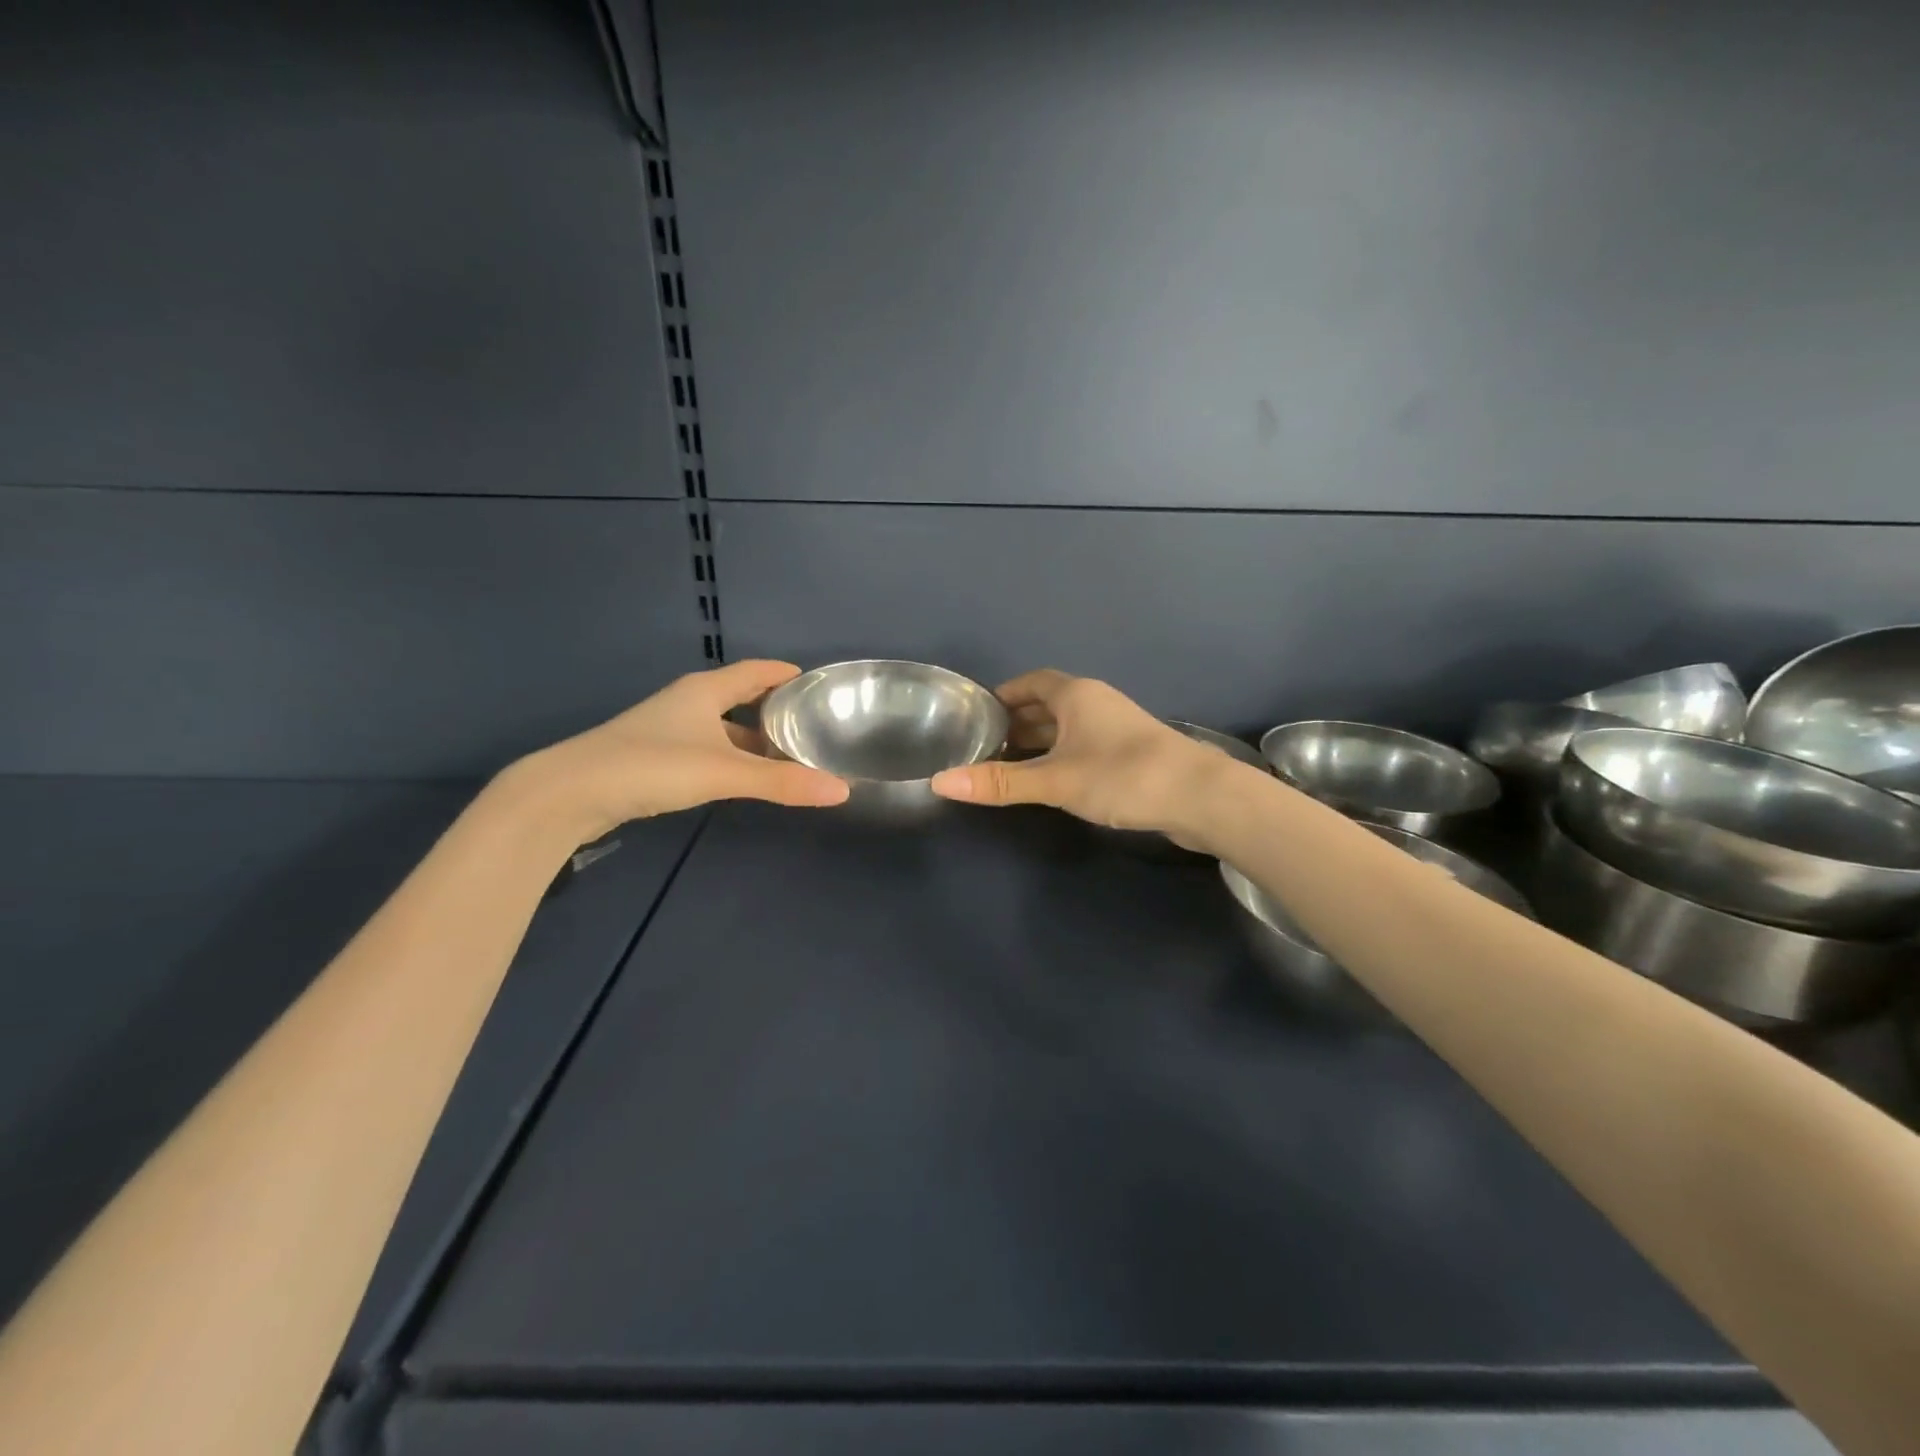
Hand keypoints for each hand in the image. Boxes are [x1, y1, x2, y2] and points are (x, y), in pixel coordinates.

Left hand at [510, 660, 849, 841]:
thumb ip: (782, 782)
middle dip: (772, 709)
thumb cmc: (652, 766)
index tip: (814, 682)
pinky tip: (740, 777)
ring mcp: (666, 730)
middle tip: (808, 724)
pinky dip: (729, 757)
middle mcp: (686, 703)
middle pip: (738, 697)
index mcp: (703, 691)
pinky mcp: (653, 757)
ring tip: (784, 755)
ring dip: (750, 738)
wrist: (570, 792)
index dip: (784, 674)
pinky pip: (705, 748)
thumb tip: (841, 790)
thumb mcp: (724, 772)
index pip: (754, 671)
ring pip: (720, 727)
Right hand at [929, 669, 1240, 844]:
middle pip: (1048, 704)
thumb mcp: (1055, 780)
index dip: (1004, 695)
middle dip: (1017, 722)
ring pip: (1068, 728)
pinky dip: (1062, 756)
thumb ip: (1000, 782)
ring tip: (1010, 764)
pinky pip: (1084, 746)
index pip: (1031, 682)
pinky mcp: (1132, 754)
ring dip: (1041, 741)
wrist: (1200, 797)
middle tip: (985, 745)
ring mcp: (1117, 728)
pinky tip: (1053, 780)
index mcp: (1077, 695)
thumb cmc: (1122, 775)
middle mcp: (1097, 703)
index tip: (978, 714)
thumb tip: (940, 783)